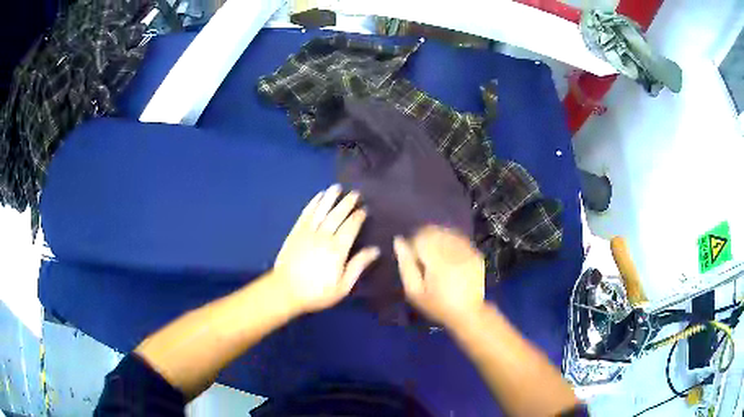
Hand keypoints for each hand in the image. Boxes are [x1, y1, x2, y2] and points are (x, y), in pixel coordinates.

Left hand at [272, 185, 379, 314]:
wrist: (285, 291)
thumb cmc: (317, 292)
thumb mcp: (343, 286)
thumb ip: (358, 266)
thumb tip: (375, 250)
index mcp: (337, 250)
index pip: (351, 227)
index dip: (358, 217)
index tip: (365, 209)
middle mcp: (323, 237)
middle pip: (337, 215)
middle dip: (347, 203)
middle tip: (355, 193)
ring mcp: (307, 233)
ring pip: (321, 211)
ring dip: (330, 198)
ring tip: (337, 187)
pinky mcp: (295, 232)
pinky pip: (306, 214)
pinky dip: (313, 204)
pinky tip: (318, 197)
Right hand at [394, 226, 485, 326]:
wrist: (467, 313)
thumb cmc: (436, 305)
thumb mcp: (414, 291)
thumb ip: (405, 265)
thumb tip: (398, 241)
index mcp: (438, 261)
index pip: (421, 236)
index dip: (413, 244)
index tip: (413, 258)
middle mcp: (455, 251)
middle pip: (435, 231)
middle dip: (426, 239)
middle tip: (424, 257)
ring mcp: (468, 251)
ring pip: (448, 232)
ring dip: (439, 239)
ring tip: (436, 257)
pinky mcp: (476, 254)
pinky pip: (460, 239)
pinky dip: (452, 243)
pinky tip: (450, 258)